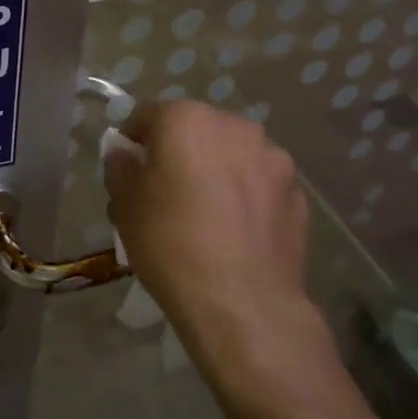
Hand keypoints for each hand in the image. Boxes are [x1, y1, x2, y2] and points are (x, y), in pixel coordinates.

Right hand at [105, 101, 323, 375]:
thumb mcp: (124, 204)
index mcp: (187, 119)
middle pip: (195, 130)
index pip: (147, 116)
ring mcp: (272, 158)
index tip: (127, 170)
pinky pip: (259, 185)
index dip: (132, 141)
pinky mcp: (297, 193)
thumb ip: (120, 167)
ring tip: (206, 214)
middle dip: (179, 153)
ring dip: (216, 172)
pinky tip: (235, 232)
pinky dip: (246, 197)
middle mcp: (234, 126)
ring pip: (231, 155)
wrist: (242, 303)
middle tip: (164, 193)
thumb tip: (125, 155)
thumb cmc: (171, 243)